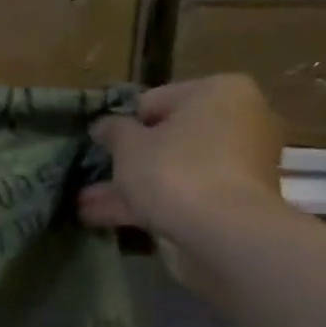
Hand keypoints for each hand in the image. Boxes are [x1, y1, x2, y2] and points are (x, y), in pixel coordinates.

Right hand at [80, 76, 285, 276]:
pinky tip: (106, 219)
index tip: (99, 145)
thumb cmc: (175, 170)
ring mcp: (239, 165)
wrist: (224, 233)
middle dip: (127, 159)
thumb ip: (113, 130)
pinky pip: (184, 194)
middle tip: (93, 174)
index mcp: (218, 92)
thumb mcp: (128, 145)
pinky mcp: (235, 202)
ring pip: (172, 170)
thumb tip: (104, 125)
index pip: (155, 100)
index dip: (122, 123)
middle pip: (167, 138)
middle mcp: (238, 122)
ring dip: (130, 186)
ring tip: (86, 204)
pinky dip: (149, 204)